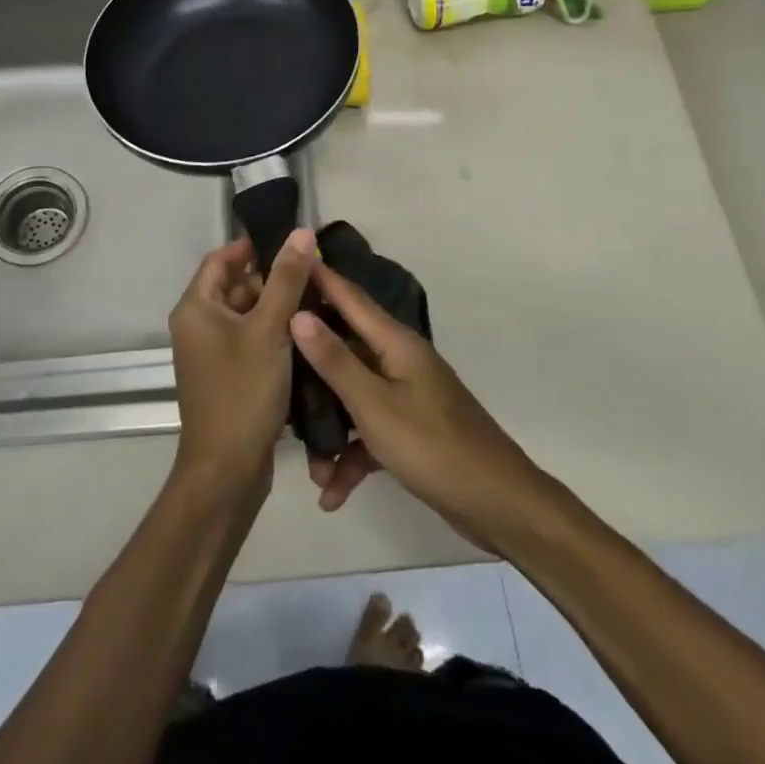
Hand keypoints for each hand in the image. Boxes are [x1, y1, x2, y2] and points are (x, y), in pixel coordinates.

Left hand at [167, 228, 316, 498]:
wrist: (226, 471)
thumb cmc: (243, 392)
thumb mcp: (269, 330)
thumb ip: (287, 280)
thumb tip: (301, 233)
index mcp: (196, 308)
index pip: (221, 259)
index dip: (253, 247)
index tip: (292, 244)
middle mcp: (197, 326)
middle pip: (235, 287)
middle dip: (272, 279)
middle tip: (315, 275)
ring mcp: (211, 354)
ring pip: (246, 316)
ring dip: (276, 308)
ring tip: (318, 302)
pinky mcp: (227, 376)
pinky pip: (250, 341)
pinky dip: (273, 334)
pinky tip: (306, 336)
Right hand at [289, 263, 548, 551]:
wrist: (495, 504)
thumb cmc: (432, 445)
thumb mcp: (374, 404)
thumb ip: (335, 360)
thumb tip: (299, 313)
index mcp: (395, 343)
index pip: (349, 297)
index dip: (319, 278)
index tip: (286, 259)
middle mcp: (399, 361)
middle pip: (343, 349)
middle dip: (308, 368)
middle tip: (269, 368)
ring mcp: (405, 395)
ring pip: (352, 397)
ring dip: (329, 430)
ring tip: (311, 467)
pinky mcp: (408, 429)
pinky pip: (368, 432)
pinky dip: (351, 458)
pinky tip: (332, 494)